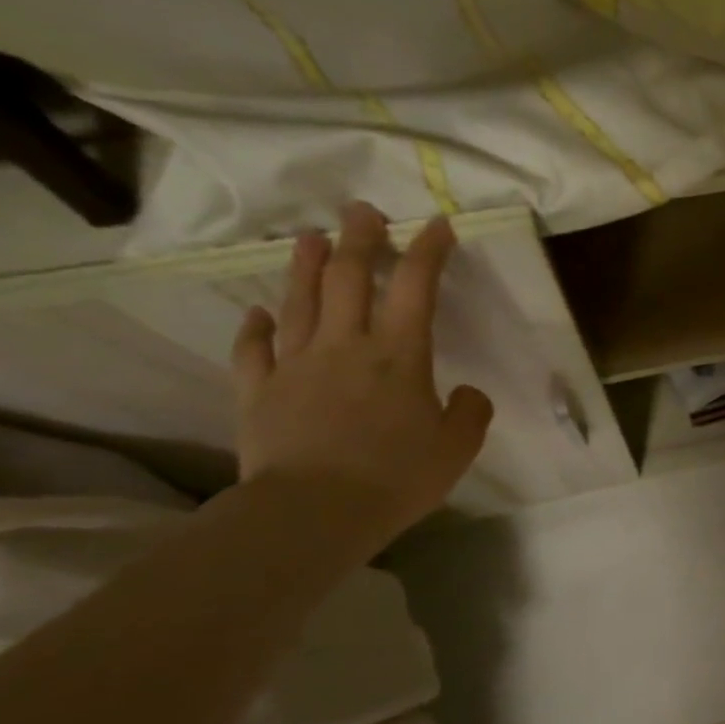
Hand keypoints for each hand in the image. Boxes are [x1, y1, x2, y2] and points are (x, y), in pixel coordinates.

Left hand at [229, 202, 493, 546]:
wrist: (313, 512)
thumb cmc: (396, 477)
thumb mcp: (458, 448)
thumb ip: (471, 412)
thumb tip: (466, 393)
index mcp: (400, 355)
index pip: (417, 288)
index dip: (429, 251)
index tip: (437, 224)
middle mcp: (346, 346)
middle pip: (350, 278)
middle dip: (361, 239)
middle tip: (362, 210)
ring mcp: (296, 365)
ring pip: (301, 302)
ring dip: (307, 266)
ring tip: (311, 237)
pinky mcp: (259, 392)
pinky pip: (254, 350)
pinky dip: (256, 327)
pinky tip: (260, 312)